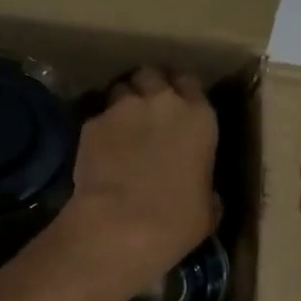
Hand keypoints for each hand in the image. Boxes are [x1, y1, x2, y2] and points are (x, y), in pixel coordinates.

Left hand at [64, 68, 218, 292]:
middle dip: (149, 86)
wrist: (122, 225)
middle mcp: (163, 102)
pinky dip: (101, 128)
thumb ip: (205, 185)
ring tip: (122, 125)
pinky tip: (100, 149)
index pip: (190, 82)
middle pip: (153, 74)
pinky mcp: (91, 123)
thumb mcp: (208, 206)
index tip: (179, 106)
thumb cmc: (178, 220)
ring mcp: (123, 108)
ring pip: (121, 88)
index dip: (182, 92)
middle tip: (148, 108)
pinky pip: (98, 116)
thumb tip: (202, 192)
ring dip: (123, 102)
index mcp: (199, 117)